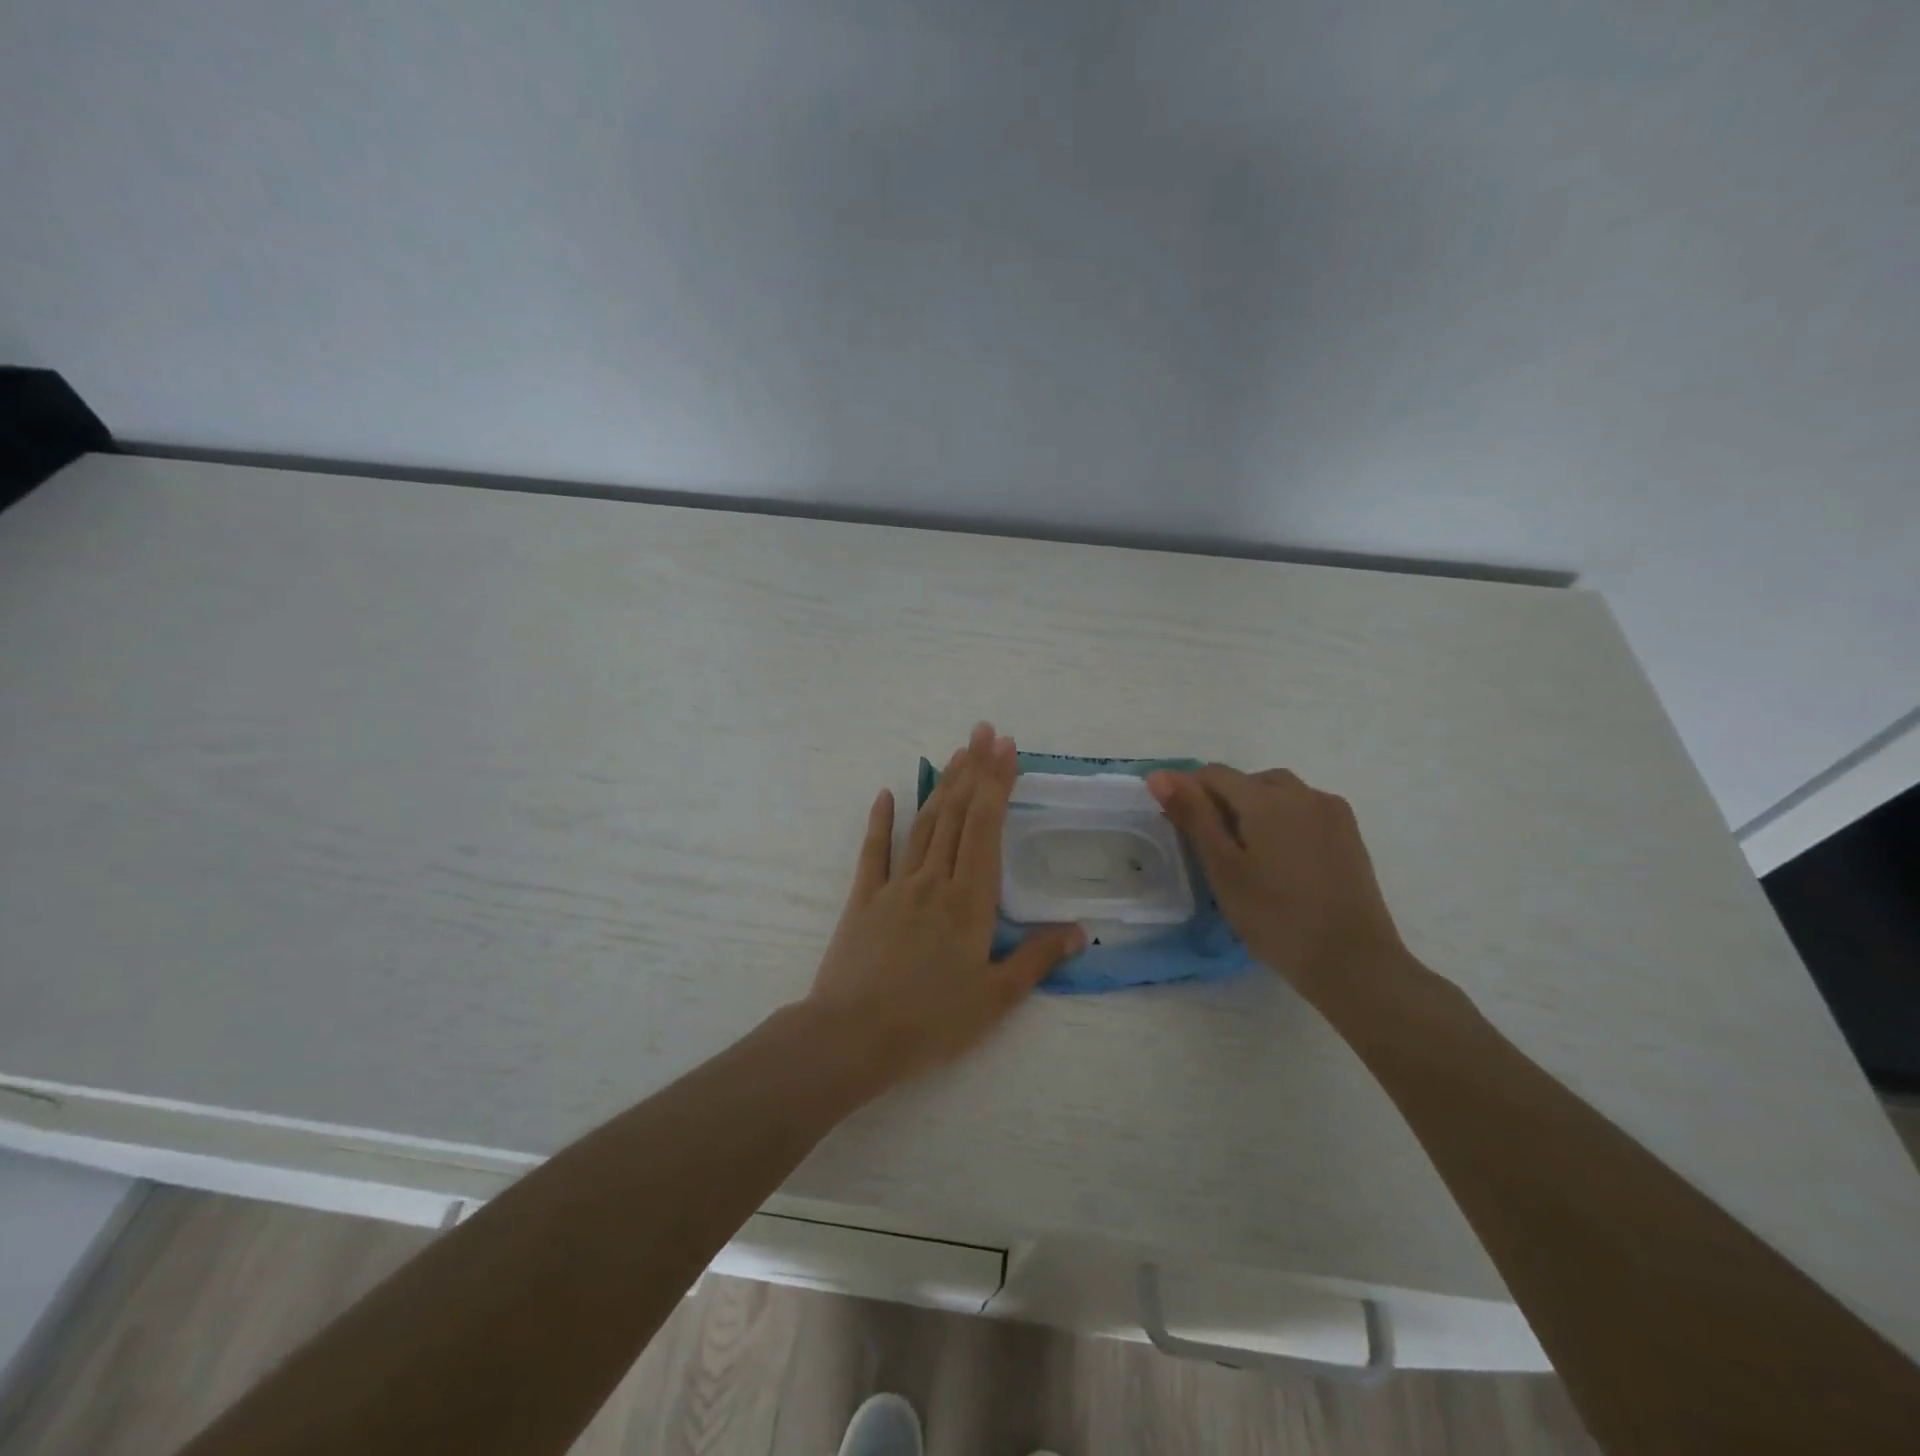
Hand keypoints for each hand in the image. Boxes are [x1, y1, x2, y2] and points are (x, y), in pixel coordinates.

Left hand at [806, 723, 1084, 1086]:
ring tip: (956, 753)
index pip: (986, 828)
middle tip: (984, 731)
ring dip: (941, 786)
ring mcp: (896, 885)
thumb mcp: (996, 998)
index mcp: (971, 901)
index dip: (998, 784)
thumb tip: (1080, 931)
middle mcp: (935, 880)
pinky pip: (874, 851)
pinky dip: (881, 820)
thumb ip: (1038, 959)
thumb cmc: (932, 1021)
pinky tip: (886, 793)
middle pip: (957, 814)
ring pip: (924, 824)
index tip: (1008, 749)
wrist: (854, 1036)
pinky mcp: (864, 898)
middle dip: (974, 769)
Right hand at [1147, 765, 1410, 1002]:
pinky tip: (1280, 859)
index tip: (1174, 822)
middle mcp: (1302, 793)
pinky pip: (1305, 810)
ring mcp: (1331, 812)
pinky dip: (1283, 821)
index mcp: (1267, 798)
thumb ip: (1193, 815)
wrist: (1352, 960)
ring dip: (1254, 809)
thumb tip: (1159, 775)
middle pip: (1248, 781)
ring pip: (1279, 794)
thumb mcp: (1222, 867)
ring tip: (1245, 852)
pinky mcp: (1349, 833)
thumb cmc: (1274, 916)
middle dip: (1223, 801)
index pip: (1214, 774)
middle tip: (1209, 846)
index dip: (1187, 790)